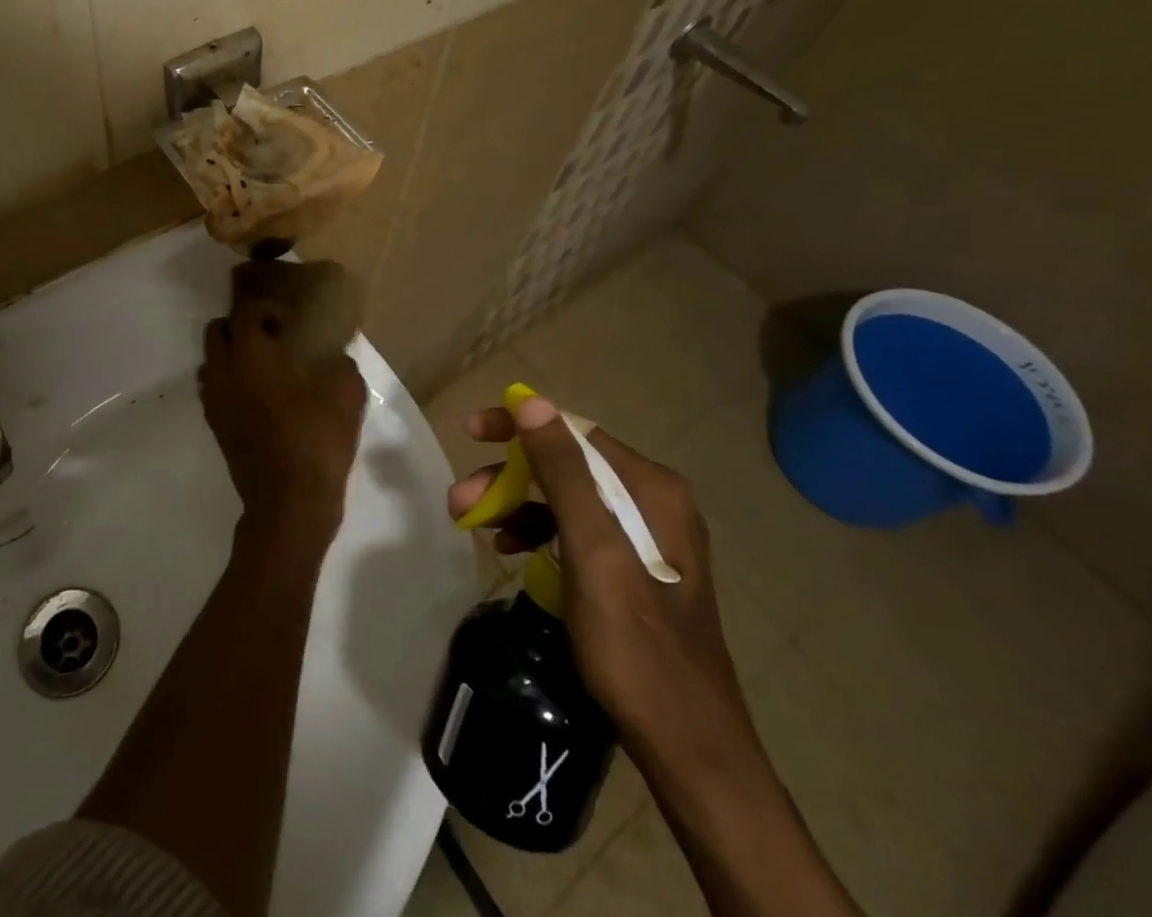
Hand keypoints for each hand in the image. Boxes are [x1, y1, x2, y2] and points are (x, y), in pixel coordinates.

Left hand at [199, 284, 366, 546]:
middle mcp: (223, 372)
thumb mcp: (346, 393)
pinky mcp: (216, 428)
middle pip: (217, 332)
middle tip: (274, 338)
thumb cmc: (316, 439)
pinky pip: (214, 391)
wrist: (289, 503)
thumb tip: (334, 358)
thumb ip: (339, 364)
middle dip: (241, 327)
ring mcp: (215, 402)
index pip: (246, 312)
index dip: (269, 309)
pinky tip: (261, 398)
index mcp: (250, 355)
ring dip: (232, 356)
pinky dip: (230, 384)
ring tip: (265, 368)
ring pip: (210, 362)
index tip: (292, 322)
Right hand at [448, 396, 762, 784]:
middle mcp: (654, 500)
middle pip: (567, 464)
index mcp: (651, 488)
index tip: (470, 432)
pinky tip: (513, 549)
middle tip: (461, 498)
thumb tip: (531, 402)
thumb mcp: (593, 554)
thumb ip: (563, 473)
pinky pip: (577, 529)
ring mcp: (647, 536)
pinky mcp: (635, 567)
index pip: (573, 432)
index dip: (517, 426)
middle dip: (509, 475)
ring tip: (475, 524)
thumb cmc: (637, 648)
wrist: (690, 749)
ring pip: (567, 497)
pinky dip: (540, 531)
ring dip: (517, 503)